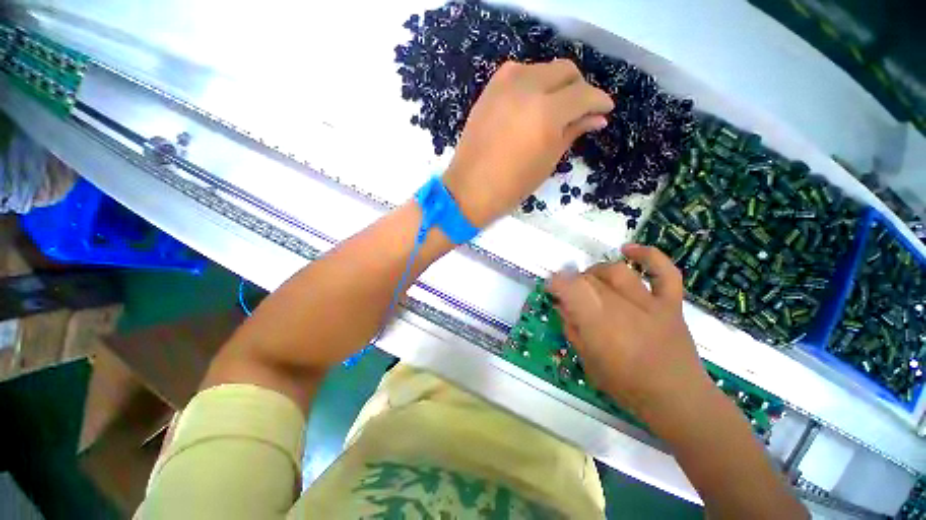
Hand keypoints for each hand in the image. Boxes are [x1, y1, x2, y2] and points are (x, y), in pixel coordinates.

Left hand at [442, 59, 613, 227]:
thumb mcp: (548, 161)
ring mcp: (504, 85)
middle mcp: (527, 88)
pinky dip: (531, 83)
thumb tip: (597, 118)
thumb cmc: (512, 185)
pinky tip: (531, 102)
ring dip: (555, 84)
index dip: (599, 101)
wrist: (470, 189)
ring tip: (554, 108)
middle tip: (580, 110)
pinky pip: (518, 73)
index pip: (584, 94)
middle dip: (578, 88)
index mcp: (546, 112)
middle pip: (565, 71)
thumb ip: (572, 132)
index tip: (604, 111)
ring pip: (542, 69)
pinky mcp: (489, 90)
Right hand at [547, 243, 711, 418]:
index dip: (556, 283)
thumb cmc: (626, 385)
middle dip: (574, 282)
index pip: (570, 288)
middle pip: (590, 279)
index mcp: (598, 324)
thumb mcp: (587, 361)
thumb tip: (563, 306)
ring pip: (617, 271)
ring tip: (592, 280)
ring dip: (598, 271)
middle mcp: (621, 306)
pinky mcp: (670, 302)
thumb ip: (573, 330)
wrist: (677, 398)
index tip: (551, 288)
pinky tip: (628, 250)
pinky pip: (663, 272)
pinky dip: (648, 256)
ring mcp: (649, 302)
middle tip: (572, 294)